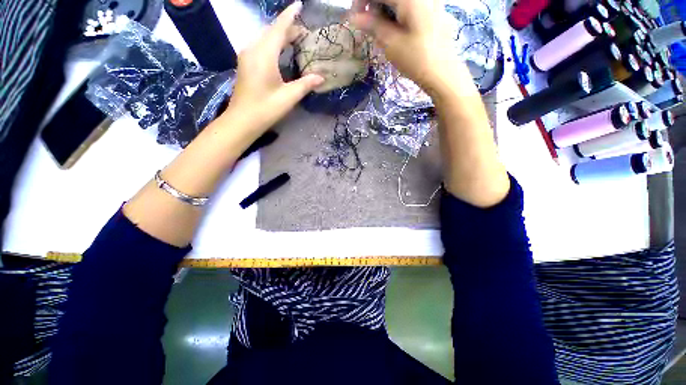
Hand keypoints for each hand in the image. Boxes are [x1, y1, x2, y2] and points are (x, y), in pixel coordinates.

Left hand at [222, 1, 323, 132]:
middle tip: (303, 32)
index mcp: (264, 55)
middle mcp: (253, 49)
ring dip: (279, 36)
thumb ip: (305, 84)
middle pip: (271, 31)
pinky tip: (280, 51)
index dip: (290, 16)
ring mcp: (246, 56)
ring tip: (294, 40)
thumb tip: (321, 77)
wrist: (242, 120)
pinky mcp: (245, 63)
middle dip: (287, 28)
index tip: (299, 4)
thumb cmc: (266, 108)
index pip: (279, 28)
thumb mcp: (289, 97)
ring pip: (264, 38)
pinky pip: (260, 45)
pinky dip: (272, 44)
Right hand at [350, 0, 472, 97]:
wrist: (443, 73)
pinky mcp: (434, 11)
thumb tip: (354, 17)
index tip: (354, 18)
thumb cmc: (416, 60)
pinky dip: (398, 15)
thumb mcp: (391, 44)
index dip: (362, 2)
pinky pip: (410, 7)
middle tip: (368, 26)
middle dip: (374, 6)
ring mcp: (430, 2)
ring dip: (386, 11)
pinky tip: (396, 30)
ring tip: (381, 31)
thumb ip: (372, 26)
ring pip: (399, 3)